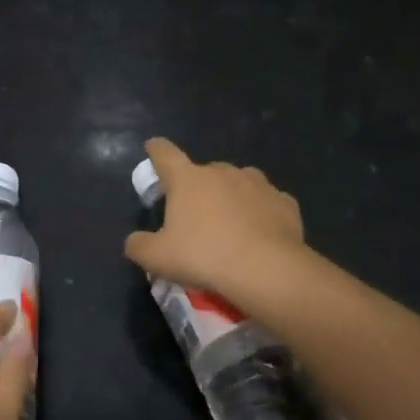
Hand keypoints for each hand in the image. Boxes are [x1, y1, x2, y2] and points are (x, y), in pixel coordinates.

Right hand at [124, 137, 308, 305]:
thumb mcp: (157, 258)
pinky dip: (260, 213)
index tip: (152, 149)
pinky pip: (266, 203)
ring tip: (229, 223)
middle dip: (197, 188)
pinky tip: (259, 233)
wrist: (267, 270)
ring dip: (230, 196)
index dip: (155, 150)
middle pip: (203, 172)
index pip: (164, 153)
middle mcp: (222, 172)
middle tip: (194, 216)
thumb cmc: (203, 257)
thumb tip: (135, 241)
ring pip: (238, 183)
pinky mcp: (284, 202)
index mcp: (187, 179)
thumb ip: (139, 245)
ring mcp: (257, 184)